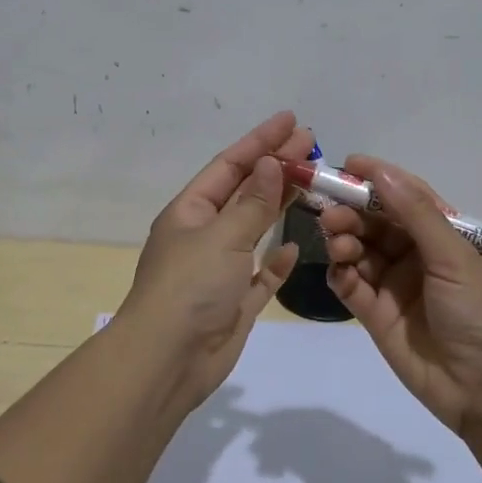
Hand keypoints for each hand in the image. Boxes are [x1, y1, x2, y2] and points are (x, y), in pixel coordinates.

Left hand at [115, 110, 311, 404]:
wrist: (168, 361)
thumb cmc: (190, 287)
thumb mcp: (222, 236)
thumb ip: (252, 203)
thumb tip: (271, 163)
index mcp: (191, 212)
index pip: (230, 165)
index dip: (260, 140)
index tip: (291, 121)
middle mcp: (204, 235)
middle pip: (245, 192)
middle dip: (276, 167)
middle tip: (312, 144)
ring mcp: (220, 269)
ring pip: (255, 228)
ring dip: (280, 205)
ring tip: (313, 182)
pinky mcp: (235, 301)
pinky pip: (261, 273)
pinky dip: (277, 260)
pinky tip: (295, 246)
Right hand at [320, 156, 481, 433]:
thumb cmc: (480, 313)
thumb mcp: (454, 257)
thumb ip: (415, 214)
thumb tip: (381, 172)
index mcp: (443, 235)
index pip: (406, 196)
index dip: (378, 179)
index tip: (347, 164)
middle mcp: (416, 255)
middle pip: (376, 222)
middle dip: (352, 211)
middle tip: (329, 210)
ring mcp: (395, 285)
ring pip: (359, 250)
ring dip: (344, 239)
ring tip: (337, 241)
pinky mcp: (376, 315)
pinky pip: (351, 285)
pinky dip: (341, 273)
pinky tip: (339, 271)